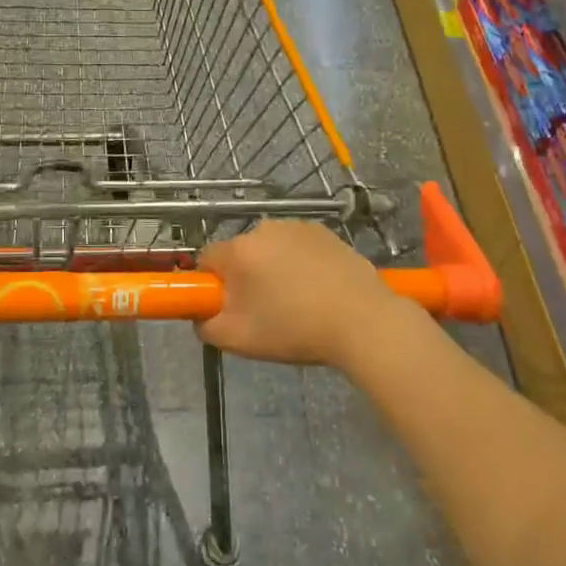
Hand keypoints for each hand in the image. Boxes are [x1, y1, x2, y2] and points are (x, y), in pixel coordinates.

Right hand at [196, 221, 418, 370]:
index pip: (206, 260)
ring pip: (270, 249)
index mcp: (238, 250)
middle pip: (240, 253)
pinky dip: (301, 264)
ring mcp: (297, 226)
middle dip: (246, 278)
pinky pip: (298, 247)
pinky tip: (319, 289)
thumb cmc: (294, 329)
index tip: (230, 307)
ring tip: (298, 302)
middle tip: (265, 311)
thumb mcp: (238, 339)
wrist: (363, 321)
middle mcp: (263, 228)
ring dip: (274, 269)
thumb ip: (205, 325)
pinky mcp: (325, 232)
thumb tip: (201, 315)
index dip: (213, 285)